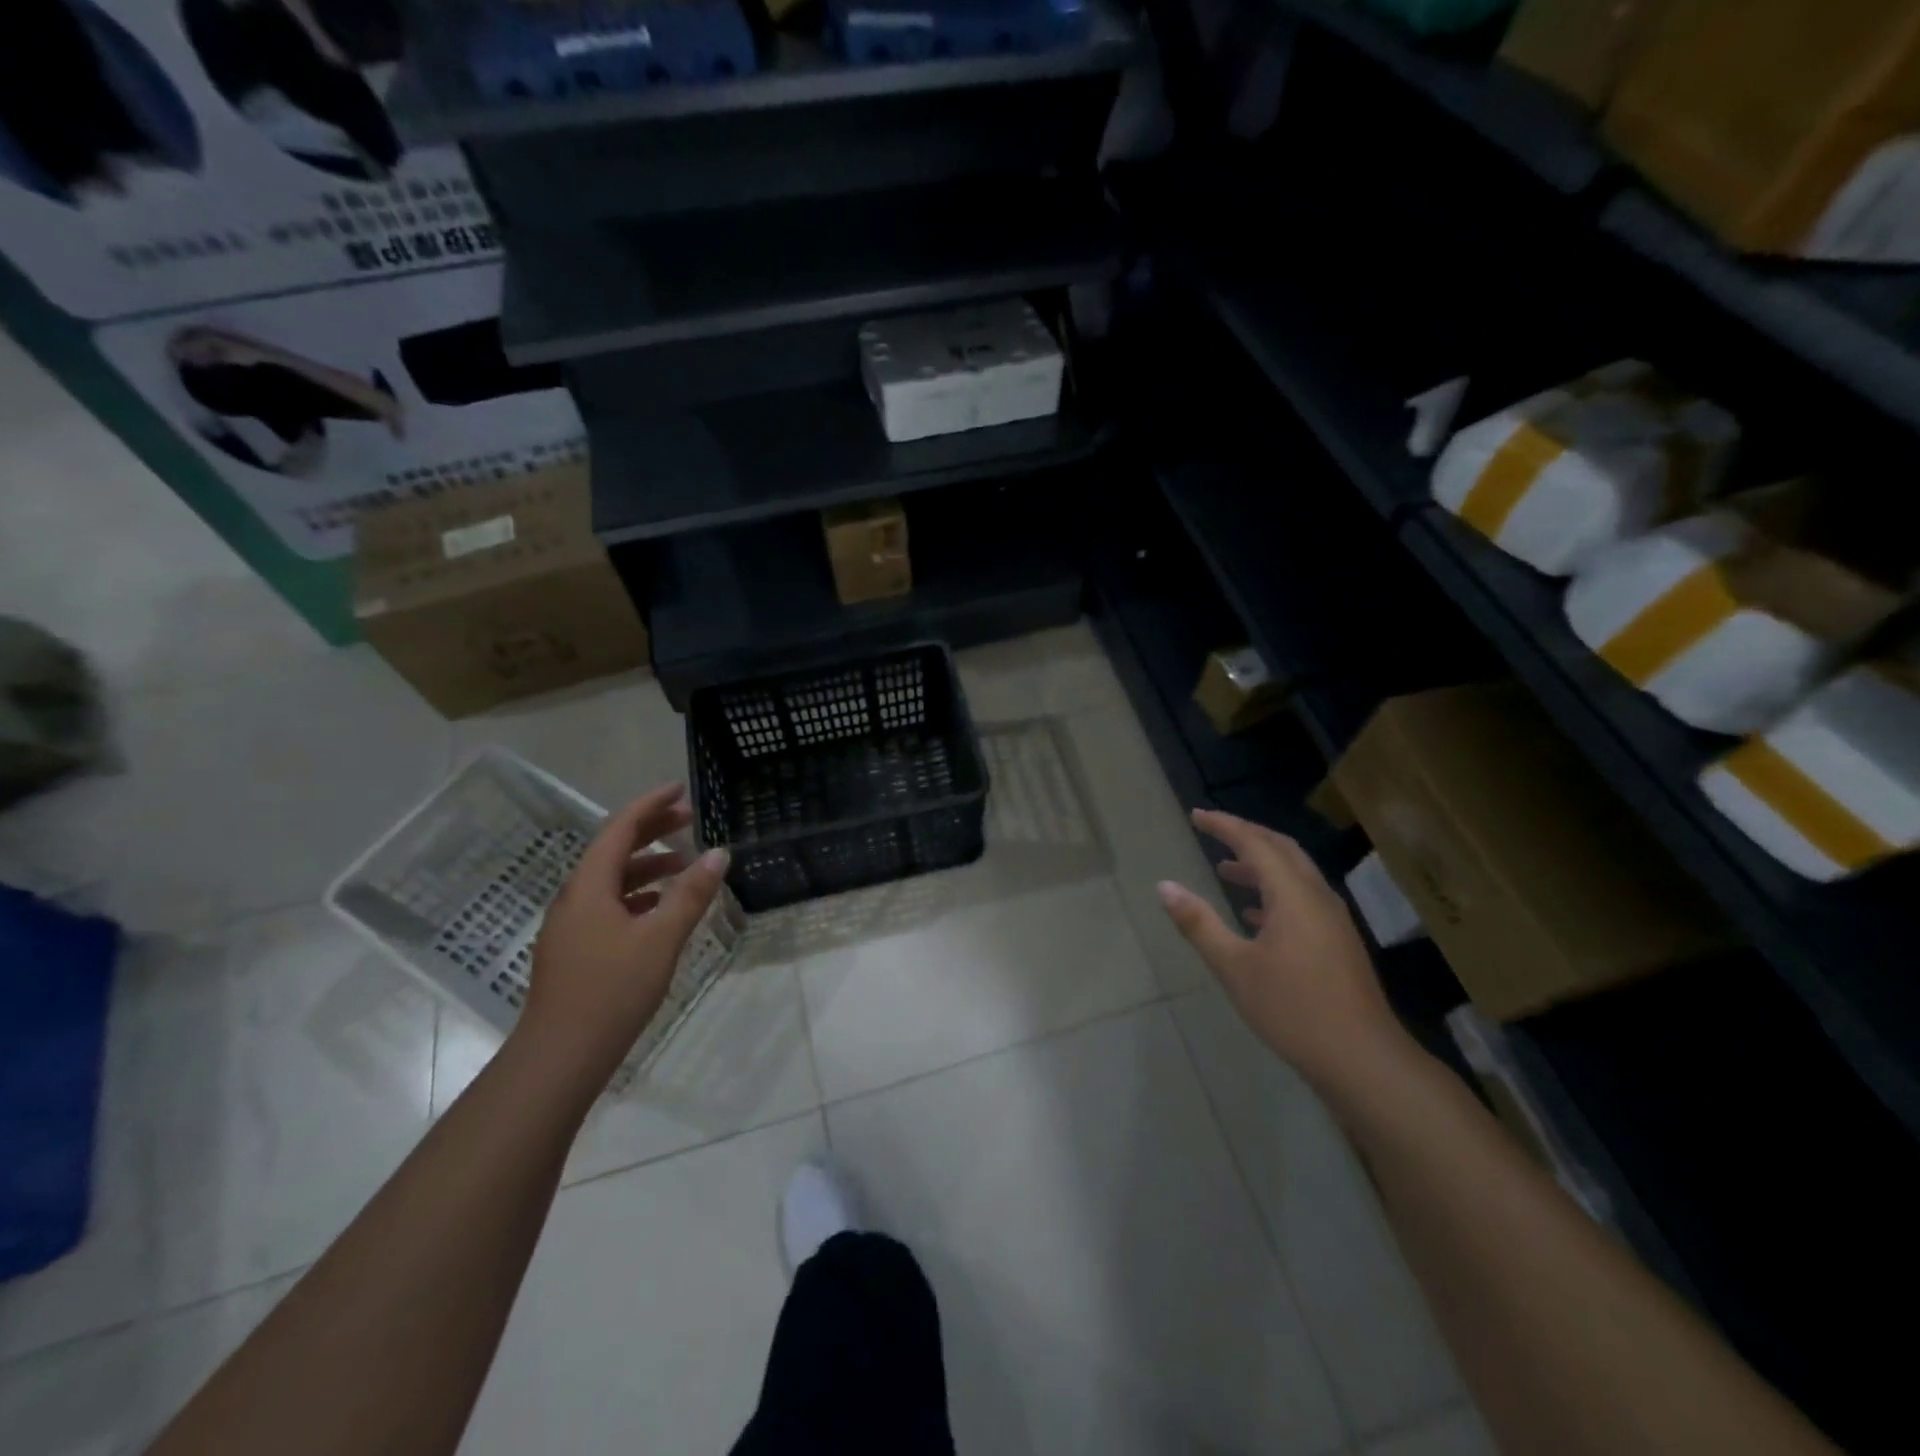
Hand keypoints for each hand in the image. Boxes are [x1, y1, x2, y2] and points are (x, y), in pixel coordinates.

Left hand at [515, 784, 730, 1092]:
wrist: (560, 1057)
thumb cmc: (612, 990)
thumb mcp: (660, 938)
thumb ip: (691, 894)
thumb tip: (719, 853)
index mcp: (588, 887)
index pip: (619, 829)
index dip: (650, 805)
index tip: (680, 788)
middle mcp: (575, 898)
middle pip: (613, 851)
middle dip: (652, 831)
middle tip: (690, 818)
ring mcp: (572, 926)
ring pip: (612, 880)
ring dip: (648, 865)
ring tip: (685, 863)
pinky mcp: (576, 950)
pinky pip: (610, 905)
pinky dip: (639, 895)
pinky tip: (662, 908)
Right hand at [1157, 809, 1409, 1090]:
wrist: (1363, 1059)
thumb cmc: (1293, 1009)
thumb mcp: (1234, 967)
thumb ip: (1199, 923)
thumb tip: (1165, 886)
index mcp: (1293, 895)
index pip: (1255, 844)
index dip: (1224, 826)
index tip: (1196, 815)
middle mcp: (1317, 897)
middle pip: (1281, 849)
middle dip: (1246, 836)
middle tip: (1213, 830)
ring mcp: (1332, 920)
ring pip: (1294, 875)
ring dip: (1260, 865)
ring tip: (1224, 869)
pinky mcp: (1338, 942)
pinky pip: (1302, 899)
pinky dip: (1274, 892)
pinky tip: (1253, 914)